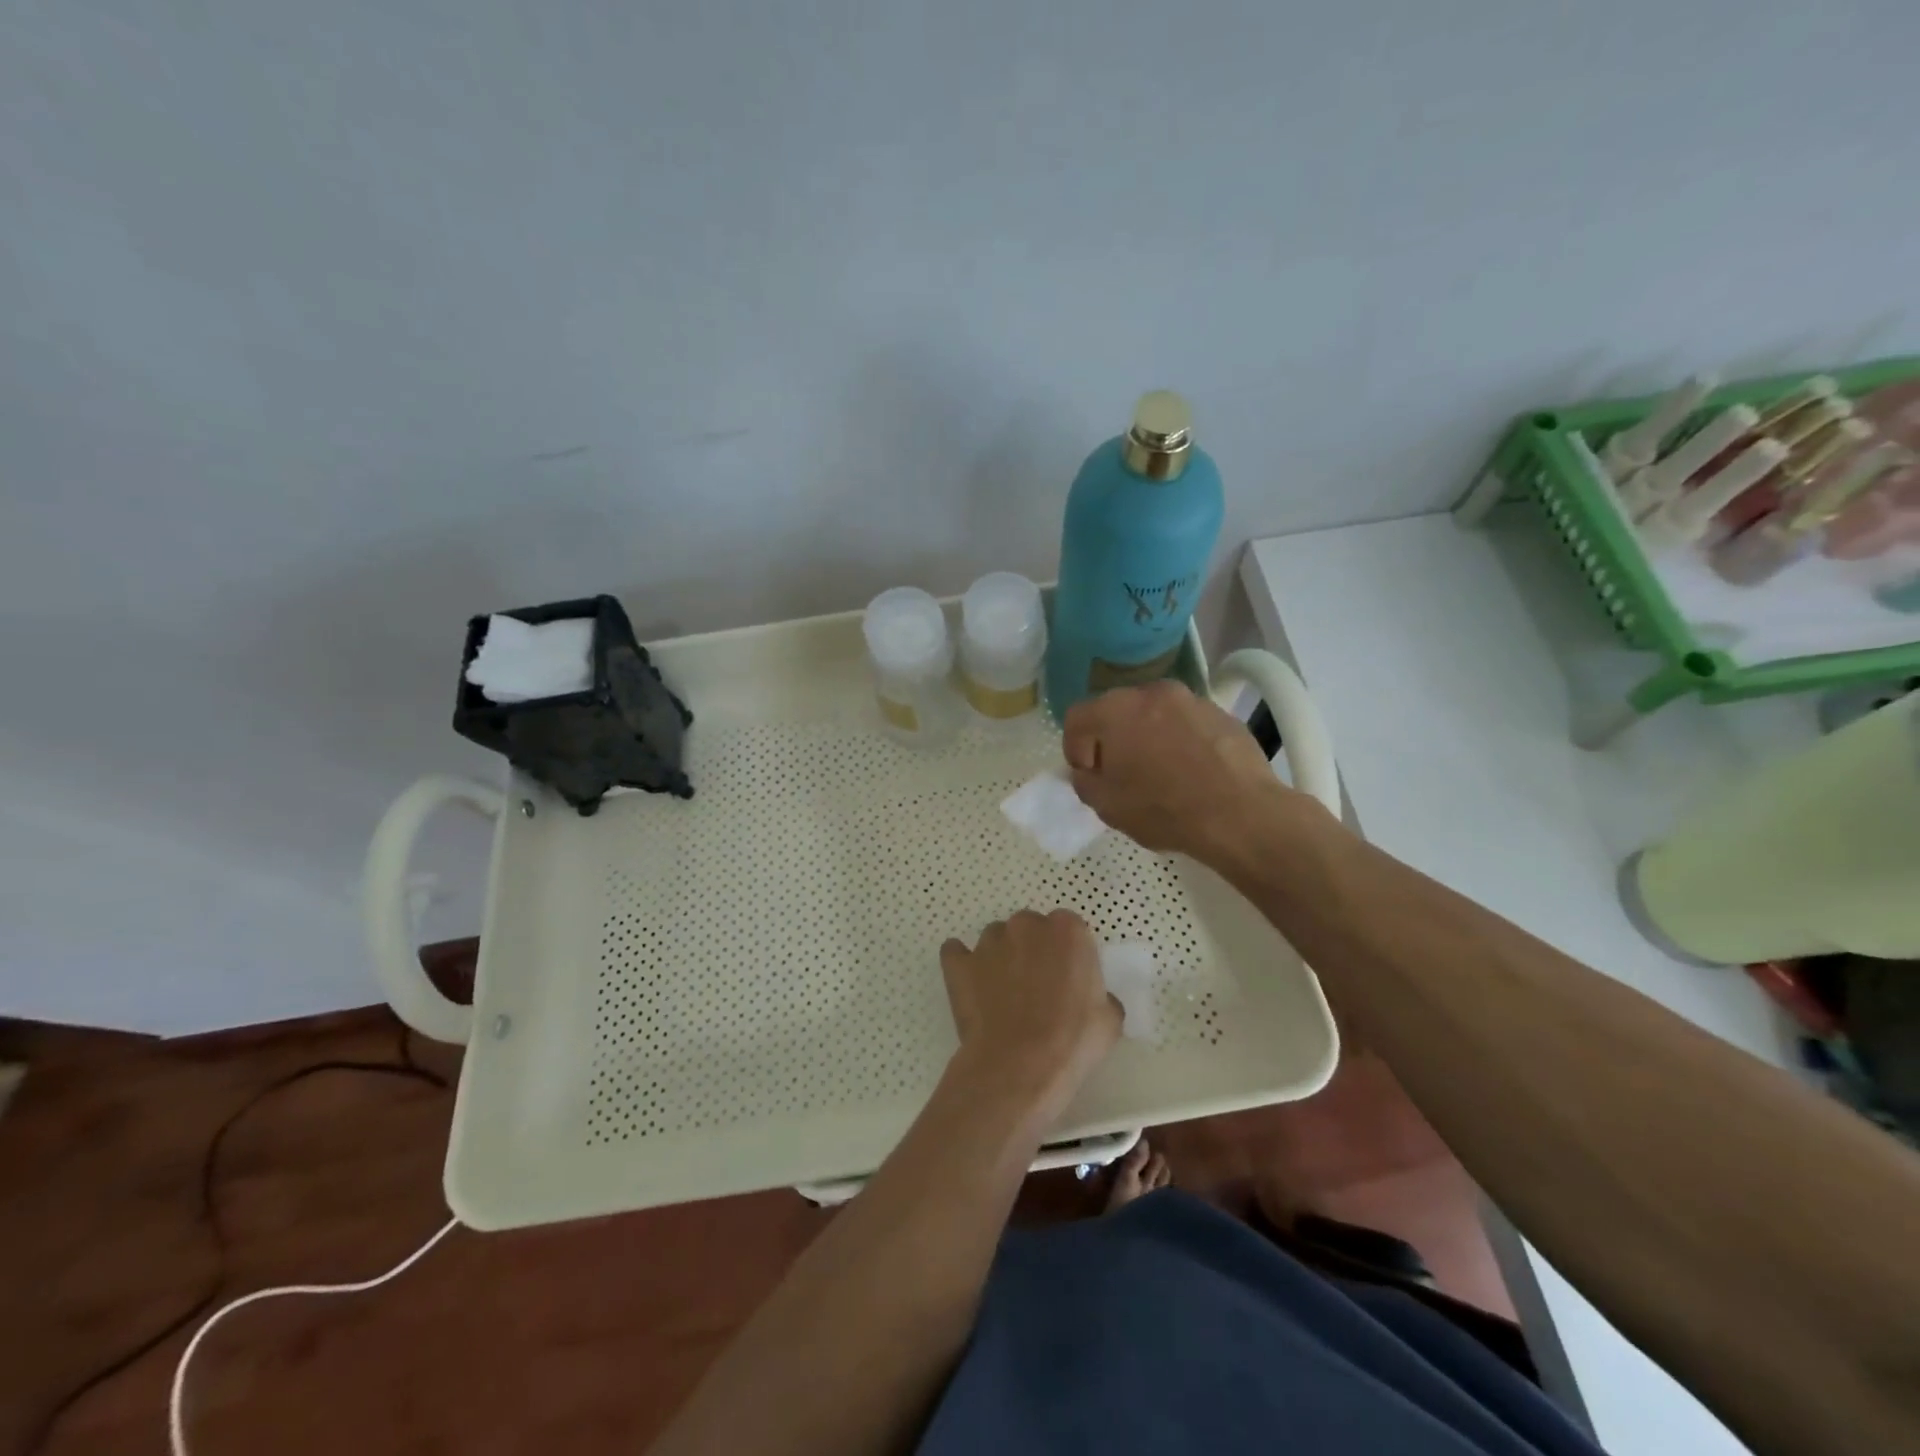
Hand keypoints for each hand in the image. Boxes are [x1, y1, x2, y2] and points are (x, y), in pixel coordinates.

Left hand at [939, 910, 1120, 1115]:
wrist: (1020, 1065)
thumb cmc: (1073, 1040)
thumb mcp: (1109, 1019)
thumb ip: (1100, 994)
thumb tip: (1093, 999)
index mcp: (1067, 930)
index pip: (1068, 928)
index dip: (1067, 953)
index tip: (1067, 979)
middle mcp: (1026, 925)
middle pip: (1030, 928)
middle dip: (1033, 950)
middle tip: (1037, 988)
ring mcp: (989, 942)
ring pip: (995, 939)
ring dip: (1000, 957)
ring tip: (1004, 995)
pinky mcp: (959, 962)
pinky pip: (957, 953)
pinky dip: (962, 964)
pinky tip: (971, 987)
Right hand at [1063, 680, 1306, 865]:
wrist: (1240, 814)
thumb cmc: (1164, 809)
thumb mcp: (1107, 806)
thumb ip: (1084, 783)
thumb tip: (1087, 772)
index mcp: (1115, 709)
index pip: (1077, 718)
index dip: (1074, 747)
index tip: (1087, 774)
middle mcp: (1151, 693)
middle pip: (1118, 711)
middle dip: (1113, 739)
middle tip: (1120, 773)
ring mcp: (1191, 700)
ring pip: (1155, 715)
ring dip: (1148, 737)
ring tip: (1159, 773)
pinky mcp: (1222, 714)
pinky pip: (1187, 724)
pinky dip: (1181, 741)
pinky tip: (1191, 773)